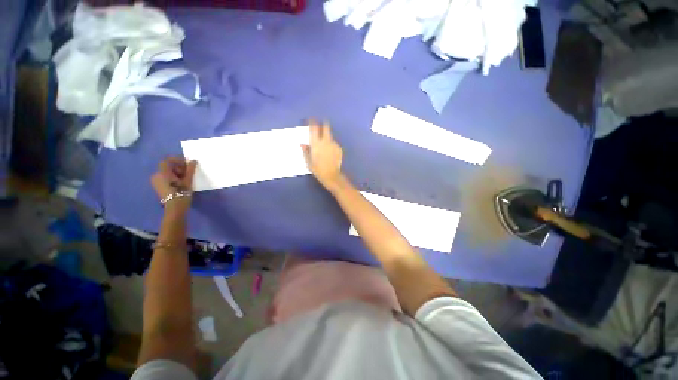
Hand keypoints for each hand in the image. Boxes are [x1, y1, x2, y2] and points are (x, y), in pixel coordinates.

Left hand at [151, 158, 197, 211]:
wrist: (175, 208)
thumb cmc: (182, 193)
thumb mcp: (188, 181)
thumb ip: (190, 170)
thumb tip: (193, 161)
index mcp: (162, 173)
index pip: (167, 160)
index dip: (177, 160)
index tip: (187, 164)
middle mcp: (156, 175)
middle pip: (167, 166)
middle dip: (178, 167)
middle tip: (188, 172)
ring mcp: (155, 181)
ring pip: (166, 172)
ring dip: (176, 173)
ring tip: (185, 179)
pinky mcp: (157, 187)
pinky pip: (164, 178)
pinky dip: (172, 177)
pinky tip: (179, 183)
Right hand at [302, 120, 343, 188]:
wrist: (331, 175)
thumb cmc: (317, 169)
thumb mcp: (308, 161)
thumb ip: (306, 151)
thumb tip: (303, 144)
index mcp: (316, 143)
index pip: (314, 128)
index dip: (313, 122)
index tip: (311, 119)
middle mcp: (325, 141)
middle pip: (326, 127)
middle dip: (324, 124)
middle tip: (322, 125)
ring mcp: (333, 144)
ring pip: (330, 136)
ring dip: (327, 137)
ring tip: (325, 146)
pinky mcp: (339, 148)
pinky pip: (334, 144)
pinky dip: (331, 145)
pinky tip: (330, 153)